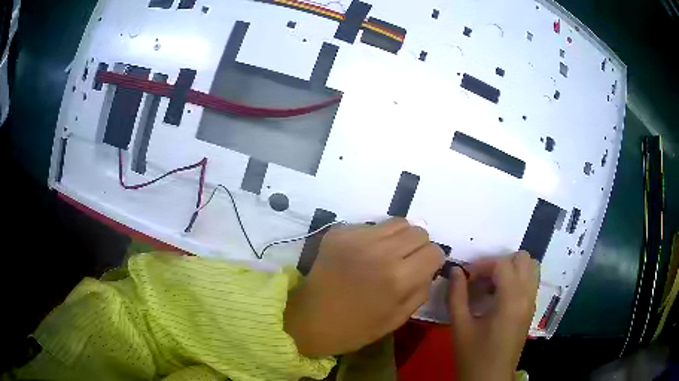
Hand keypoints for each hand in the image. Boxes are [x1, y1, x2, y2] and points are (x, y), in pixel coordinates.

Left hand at [284, 218, 444, 356]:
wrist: (309, 320)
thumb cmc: (355, 328)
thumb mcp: (398, 319)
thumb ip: (421, 290)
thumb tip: (430, 268)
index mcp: (398, 278)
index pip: (434, 251)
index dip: (432, 261)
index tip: (423, 269)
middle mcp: (381, 251)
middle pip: (418, 232)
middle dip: (418, 247)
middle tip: (405, 262)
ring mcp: (357, 238)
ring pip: (397, 222)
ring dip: (399, 238)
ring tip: (386, 254)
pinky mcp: (339, 232)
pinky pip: (370, 226)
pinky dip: (374, 238)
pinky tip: (362, 255)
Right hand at [447, 251, 538, 380]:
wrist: (490, 379)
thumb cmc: (474, 356)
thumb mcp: (460, 327)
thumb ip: (457, 296)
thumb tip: (455, 270)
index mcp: (511, 300)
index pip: (503, 265)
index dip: (482, 265)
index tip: (466, 277)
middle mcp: (527, 296)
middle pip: (523, 259)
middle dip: (500, 263)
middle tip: (481, 278)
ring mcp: (531, 303)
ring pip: (531, 268)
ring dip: (511, 269)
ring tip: (491, 284)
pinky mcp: (530, 311)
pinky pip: (530, 282)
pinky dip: (516, 279)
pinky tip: (497, 297)